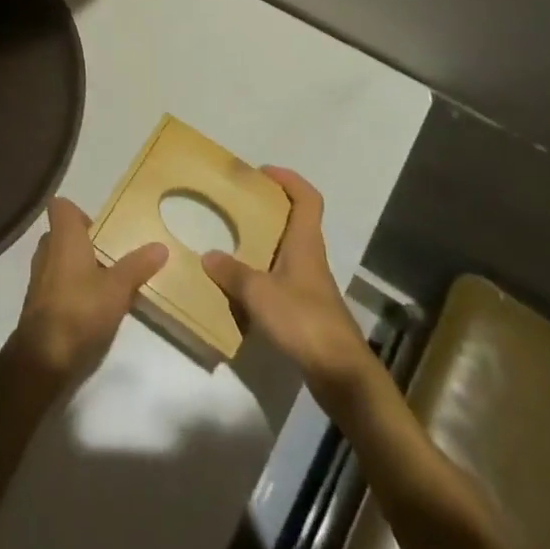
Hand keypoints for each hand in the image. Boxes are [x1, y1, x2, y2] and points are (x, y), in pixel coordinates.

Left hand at [6, 197, 166, 387]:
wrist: (44, 359)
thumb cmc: (81, 309)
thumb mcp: (118, 288)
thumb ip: (138, 266)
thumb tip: (161, 246)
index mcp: (63, 237)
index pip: (61, 207)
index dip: (79, 212)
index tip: (102, 227)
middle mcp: (46, 251)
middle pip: (62, 234)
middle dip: (85, 243)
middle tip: (112, 256)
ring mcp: (38, 279)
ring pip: (59, 261)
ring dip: (79, 268)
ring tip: (108, 283)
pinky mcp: (38, 304)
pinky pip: (56, 285)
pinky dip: (72, 289)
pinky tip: (93, 308)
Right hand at [203, 167, 376, 414]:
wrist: (341, 375)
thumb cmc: (304, 321)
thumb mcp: (259, 293)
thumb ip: (232, 273)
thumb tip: (208, 256)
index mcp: (305, 243)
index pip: (307, 199)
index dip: (288, 179)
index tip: (262, 173)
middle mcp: (310, 258)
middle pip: (295, 222)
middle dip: (268, 210)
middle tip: (237, 205)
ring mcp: (310, 285)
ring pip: (286, 252)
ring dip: (263, 244)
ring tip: (230, 242)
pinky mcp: (307, 310)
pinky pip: (281, 279)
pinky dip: (262, 276)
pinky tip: (240, 287)